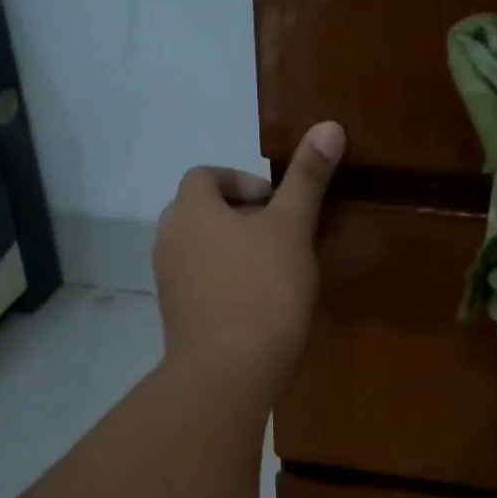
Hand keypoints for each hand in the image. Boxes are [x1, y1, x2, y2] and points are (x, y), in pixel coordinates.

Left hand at [153, 120, 344, 400]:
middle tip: (279, 234)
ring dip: (232, 250)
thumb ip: (307, 179)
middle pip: (200, 212)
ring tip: (273, 269)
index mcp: (190, 210)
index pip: (206, 176)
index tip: (277, 203)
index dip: (241, 181)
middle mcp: (168, 239)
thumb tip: (328, 126)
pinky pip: (200, 283)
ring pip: (200, 250)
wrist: (226, 371)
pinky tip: (257, 304)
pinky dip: (224, 281)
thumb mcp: (291, 229)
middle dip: (239, 216)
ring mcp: (167, 281)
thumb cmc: (262, 291)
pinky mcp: (175, 316)